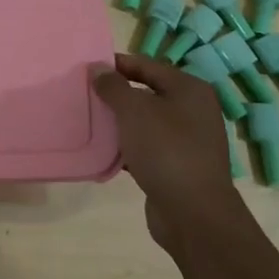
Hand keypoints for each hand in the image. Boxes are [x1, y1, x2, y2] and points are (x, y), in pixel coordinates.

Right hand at [94, 54, 244, 253]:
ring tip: (89, 121)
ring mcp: (187, 140)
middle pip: (146, 92)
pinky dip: (126, 146)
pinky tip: (104, 151)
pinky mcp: (177, 165)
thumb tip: (98, 68)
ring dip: (119, 122)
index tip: (86, 68)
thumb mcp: (134, 111)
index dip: (116, 64)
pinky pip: (146, 147)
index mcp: (189, 89)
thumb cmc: (166, 150)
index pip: (147, 65)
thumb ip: (113, 86)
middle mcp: (193, 110)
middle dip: (115, 94)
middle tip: (84, 94)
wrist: (194, 214)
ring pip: (145, 121)